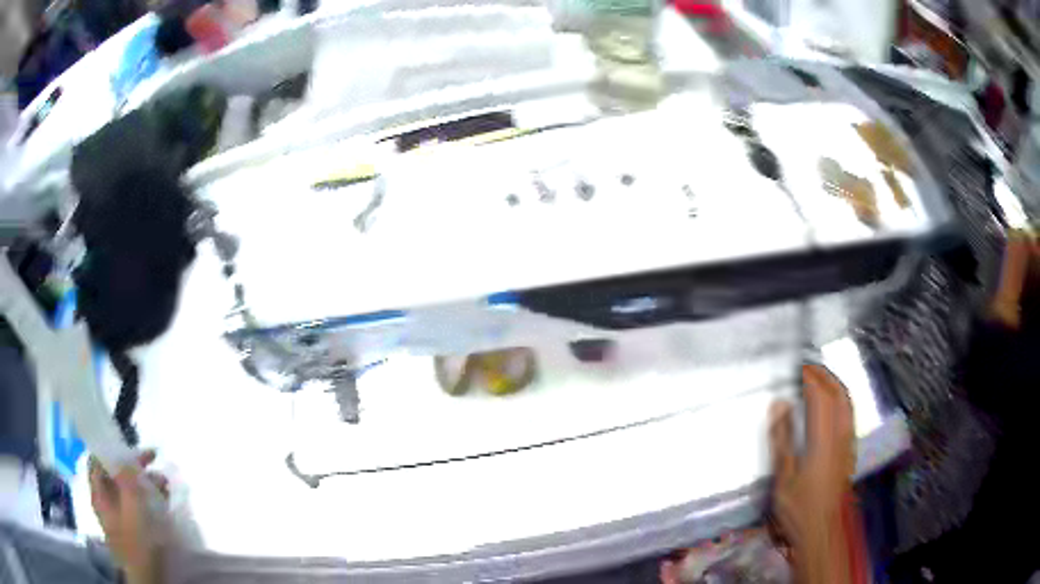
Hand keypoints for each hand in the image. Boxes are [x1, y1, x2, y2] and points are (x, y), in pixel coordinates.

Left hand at [89, 450, 169, 583]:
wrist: (149, 581)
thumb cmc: (138, 545)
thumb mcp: (133, 511)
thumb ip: (128, 481)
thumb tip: (125, 456)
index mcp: (99, 496)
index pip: (96, 461)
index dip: (109, 449)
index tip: (128, 445)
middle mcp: (106, 503)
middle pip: (114, 474)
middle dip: (132, 465)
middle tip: (153, 459)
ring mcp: (119, 517)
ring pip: (128, 490)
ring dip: (144, 482)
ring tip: (164, 483)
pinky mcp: (133, 529)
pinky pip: (137, 505)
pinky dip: (148, 498)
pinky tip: (163, 500)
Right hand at [769, 365, 856, 583]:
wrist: (822, 532)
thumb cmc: (799, 508)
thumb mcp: (783, 477)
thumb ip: (782, 439)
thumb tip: (779, 404)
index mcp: (824, 439)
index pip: (821, 397)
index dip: (811, 378)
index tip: (799, 367)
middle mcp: (840, 435)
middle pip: (839, 395)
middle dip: (826, 376)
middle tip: (810, 368)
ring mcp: (847, 443)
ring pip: (847, 404)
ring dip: (836, 386)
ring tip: (821, 380)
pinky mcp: (849, 452)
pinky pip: (849, 415)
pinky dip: (841, 401)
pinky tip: (832, 408)